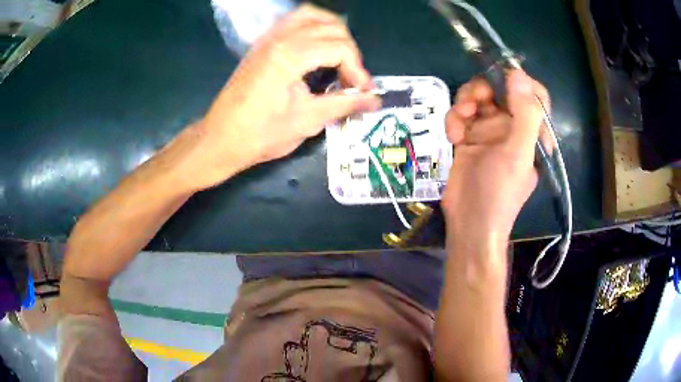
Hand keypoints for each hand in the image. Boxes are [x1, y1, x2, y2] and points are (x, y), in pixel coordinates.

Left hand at [180, 4, 380, 190]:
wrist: (220, 139)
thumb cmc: (261, 134)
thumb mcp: (308, 120)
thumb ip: (345, 103)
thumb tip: (375, 100)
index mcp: (290, 54)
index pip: (340, 48)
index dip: (358, 71)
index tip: (363, 93)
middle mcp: (280, 37)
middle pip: (331, 27)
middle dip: (349, 51)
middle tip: (351, 78)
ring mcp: (268, 38)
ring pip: (311, 15)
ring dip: (332, 31)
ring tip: (340, 57)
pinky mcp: (262, 44)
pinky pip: (293, 21)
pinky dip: (312, 28)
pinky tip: (316, 49)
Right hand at [442, 70, 548, 243]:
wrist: (470, 223)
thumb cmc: (500, 192)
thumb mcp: (518, 154)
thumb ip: (525, 114)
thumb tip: (518, 73)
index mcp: (533, 131)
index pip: (534, 94)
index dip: (519, 81)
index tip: (499, 78)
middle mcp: (513, 127)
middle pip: (500, 89)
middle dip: (483, 90)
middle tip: (473, 102)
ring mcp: (490, 130)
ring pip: (477, 97)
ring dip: (465, 104)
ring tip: (459, 123)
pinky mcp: (470, 136)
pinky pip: (461, 114)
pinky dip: (454, 120)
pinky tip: (453, 138)